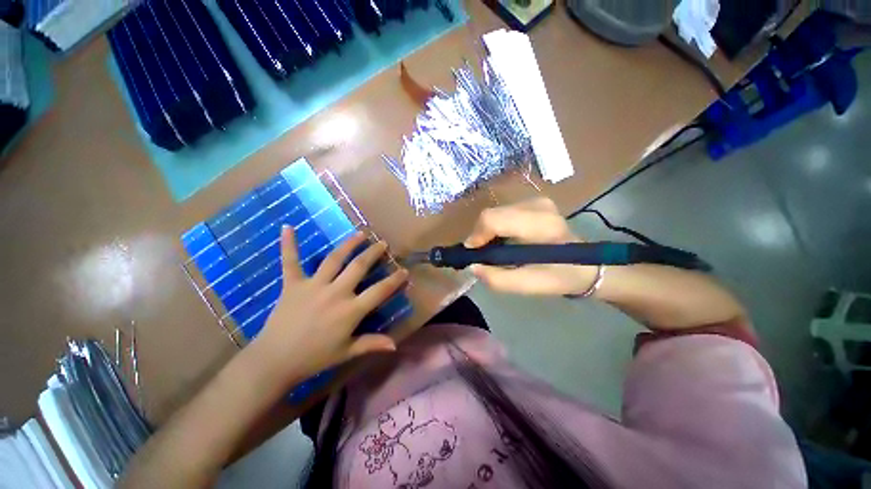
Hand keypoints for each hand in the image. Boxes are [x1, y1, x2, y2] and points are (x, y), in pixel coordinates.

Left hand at [253, 226, 407, 384]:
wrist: (274, 361)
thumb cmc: (315, 358)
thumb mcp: (347, 352)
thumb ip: (372, 344)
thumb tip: (395, 345)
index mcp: (350, 310)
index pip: (380, 291)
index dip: (394, 280)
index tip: (404, 270)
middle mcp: (335, 292)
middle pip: (359, 266)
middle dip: (374, 253)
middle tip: (383, 243)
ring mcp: (313, 286)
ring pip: (334, 259)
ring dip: (349, 244)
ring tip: (360, 233)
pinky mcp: (292, 284)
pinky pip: (290, 261)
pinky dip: (288, 244)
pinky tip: (288, 227)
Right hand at [465, 198, 597, 295]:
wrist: (585, 264)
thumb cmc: (559, 277)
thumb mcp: (528, 286)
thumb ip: (497, 279)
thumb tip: (472, 266)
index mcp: (541, 226)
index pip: (494, 219)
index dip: (477, 236)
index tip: (473, 254)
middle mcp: (538, 206)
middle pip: (491, 214)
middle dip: (481, 235)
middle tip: (482, 254)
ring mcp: (537, 200)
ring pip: (495, 212)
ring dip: (488, 231)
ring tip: (493, 249)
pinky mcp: (534, 201)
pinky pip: (503, 212)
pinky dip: (497, 226)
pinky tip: (504, 239)